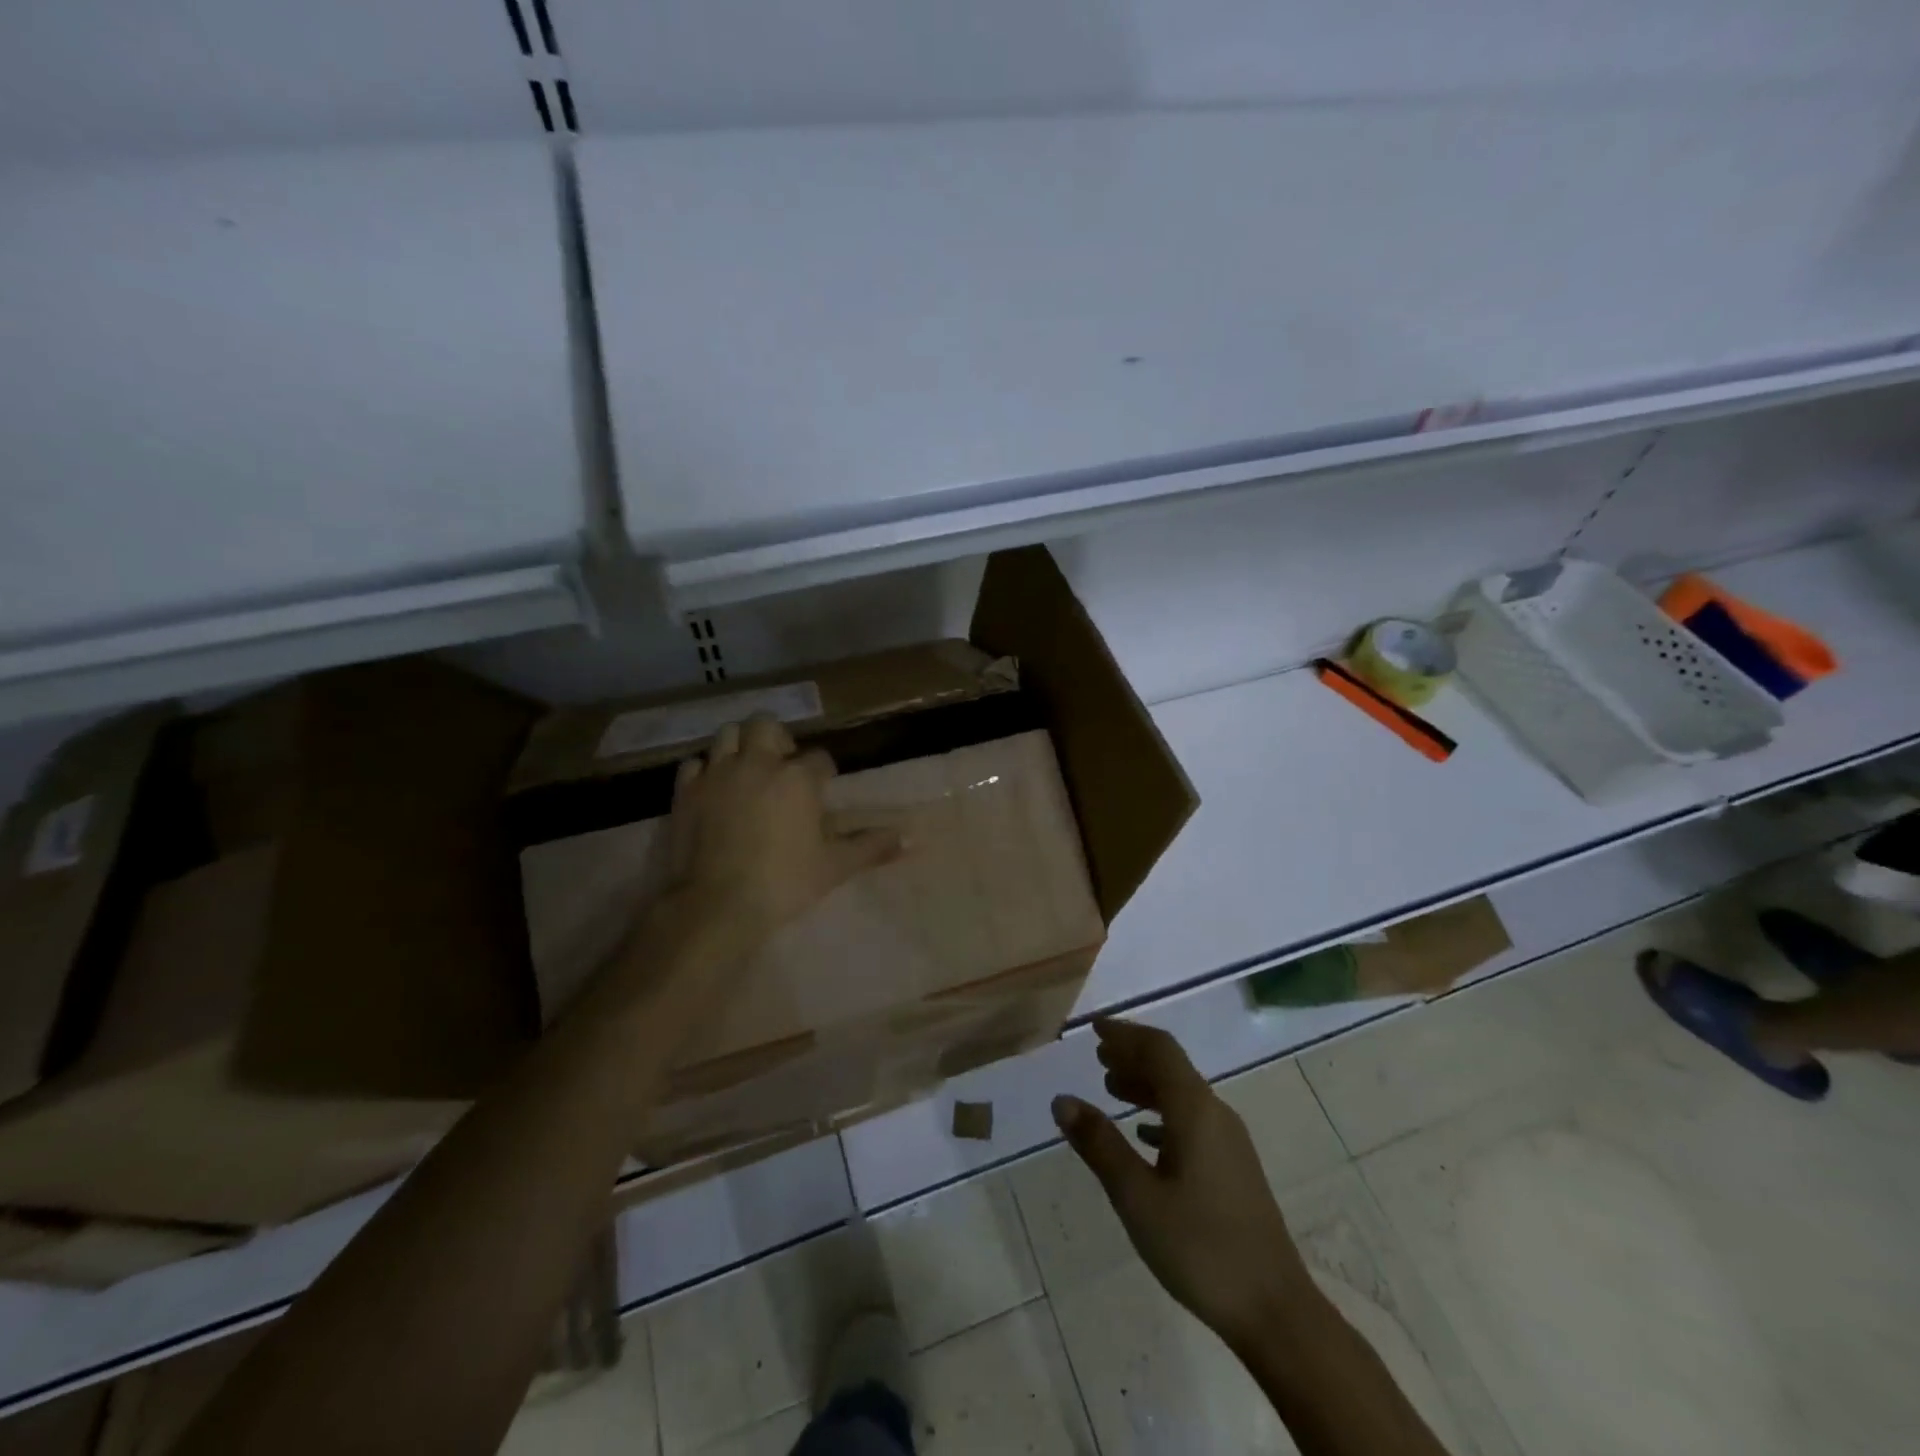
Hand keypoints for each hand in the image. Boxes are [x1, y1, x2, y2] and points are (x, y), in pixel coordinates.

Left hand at [658, 714, 902, 950]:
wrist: (717, 904)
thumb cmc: (784, 883)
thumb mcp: (834, 866)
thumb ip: (871, 847)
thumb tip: (909, 838)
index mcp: (797, 778)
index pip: (819, 759)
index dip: (823, 772)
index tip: (823, 788)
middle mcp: (757, 763)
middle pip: (766, 725)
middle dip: (777, 739)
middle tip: (781, 765)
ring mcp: (717, 774)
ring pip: (727, 734)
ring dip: (740, 745)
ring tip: (747, 769)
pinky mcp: (686, 790)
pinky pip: (695, 763)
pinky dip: (706, 770)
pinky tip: (714, 788)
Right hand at [1053, 1019, 1312, 1349]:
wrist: (1275, 1311)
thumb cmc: (1200, 1247)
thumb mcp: (1137, 1197)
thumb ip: (1099, 1144)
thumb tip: (1062, 1100)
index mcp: (1194, 1109)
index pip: (1158, 1049)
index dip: (1125, 1033)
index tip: (1094, 1027)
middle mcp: (1215, 1113)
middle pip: (1171, 1066)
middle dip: (1133, 1055)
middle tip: (1097, 1056)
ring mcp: (1229, 1141)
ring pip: (1182, 1094)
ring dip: (1146, 1084)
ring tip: (1111, 1088)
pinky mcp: (1233, 1167)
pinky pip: (1192, 1120)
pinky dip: (1162, 1114)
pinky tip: (1144, 1135)